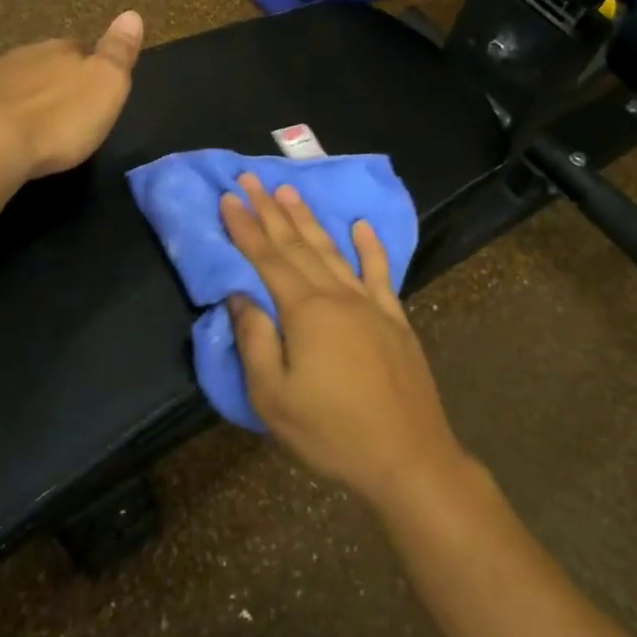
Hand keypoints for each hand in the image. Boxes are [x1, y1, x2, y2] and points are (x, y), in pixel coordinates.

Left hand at [0, 11, 143, 180]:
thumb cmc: (59, 120)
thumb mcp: (106, 86)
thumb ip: (119, 51)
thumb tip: (132, 14)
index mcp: (61, 49)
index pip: (81, 48)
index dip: (90, 66)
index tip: (96, 89)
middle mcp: (24, 54)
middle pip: (47, 62)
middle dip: (57, 81)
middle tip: (68, 109)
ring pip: (18, 81)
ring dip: (28, 97)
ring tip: (38, 124)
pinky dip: (2, 115)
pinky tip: (7, 134)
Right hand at [221, 175, 468, 507]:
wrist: (407, 457)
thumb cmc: (332, 432)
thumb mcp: (273, 397)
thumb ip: (254, 340)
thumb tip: (239, 295)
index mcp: (305, 311)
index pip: (267, 258)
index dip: (245, 227)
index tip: (229, 197)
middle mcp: (337, 295)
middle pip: (298, 245)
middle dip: (271, 210)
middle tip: (253, 178)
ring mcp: (370, 304)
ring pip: (333, 250)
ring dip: (310, 219)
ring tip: (290, 191)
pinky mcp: (394, 319)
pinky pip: (380, 272)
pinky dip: (371, 247)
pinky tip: (363, 226)